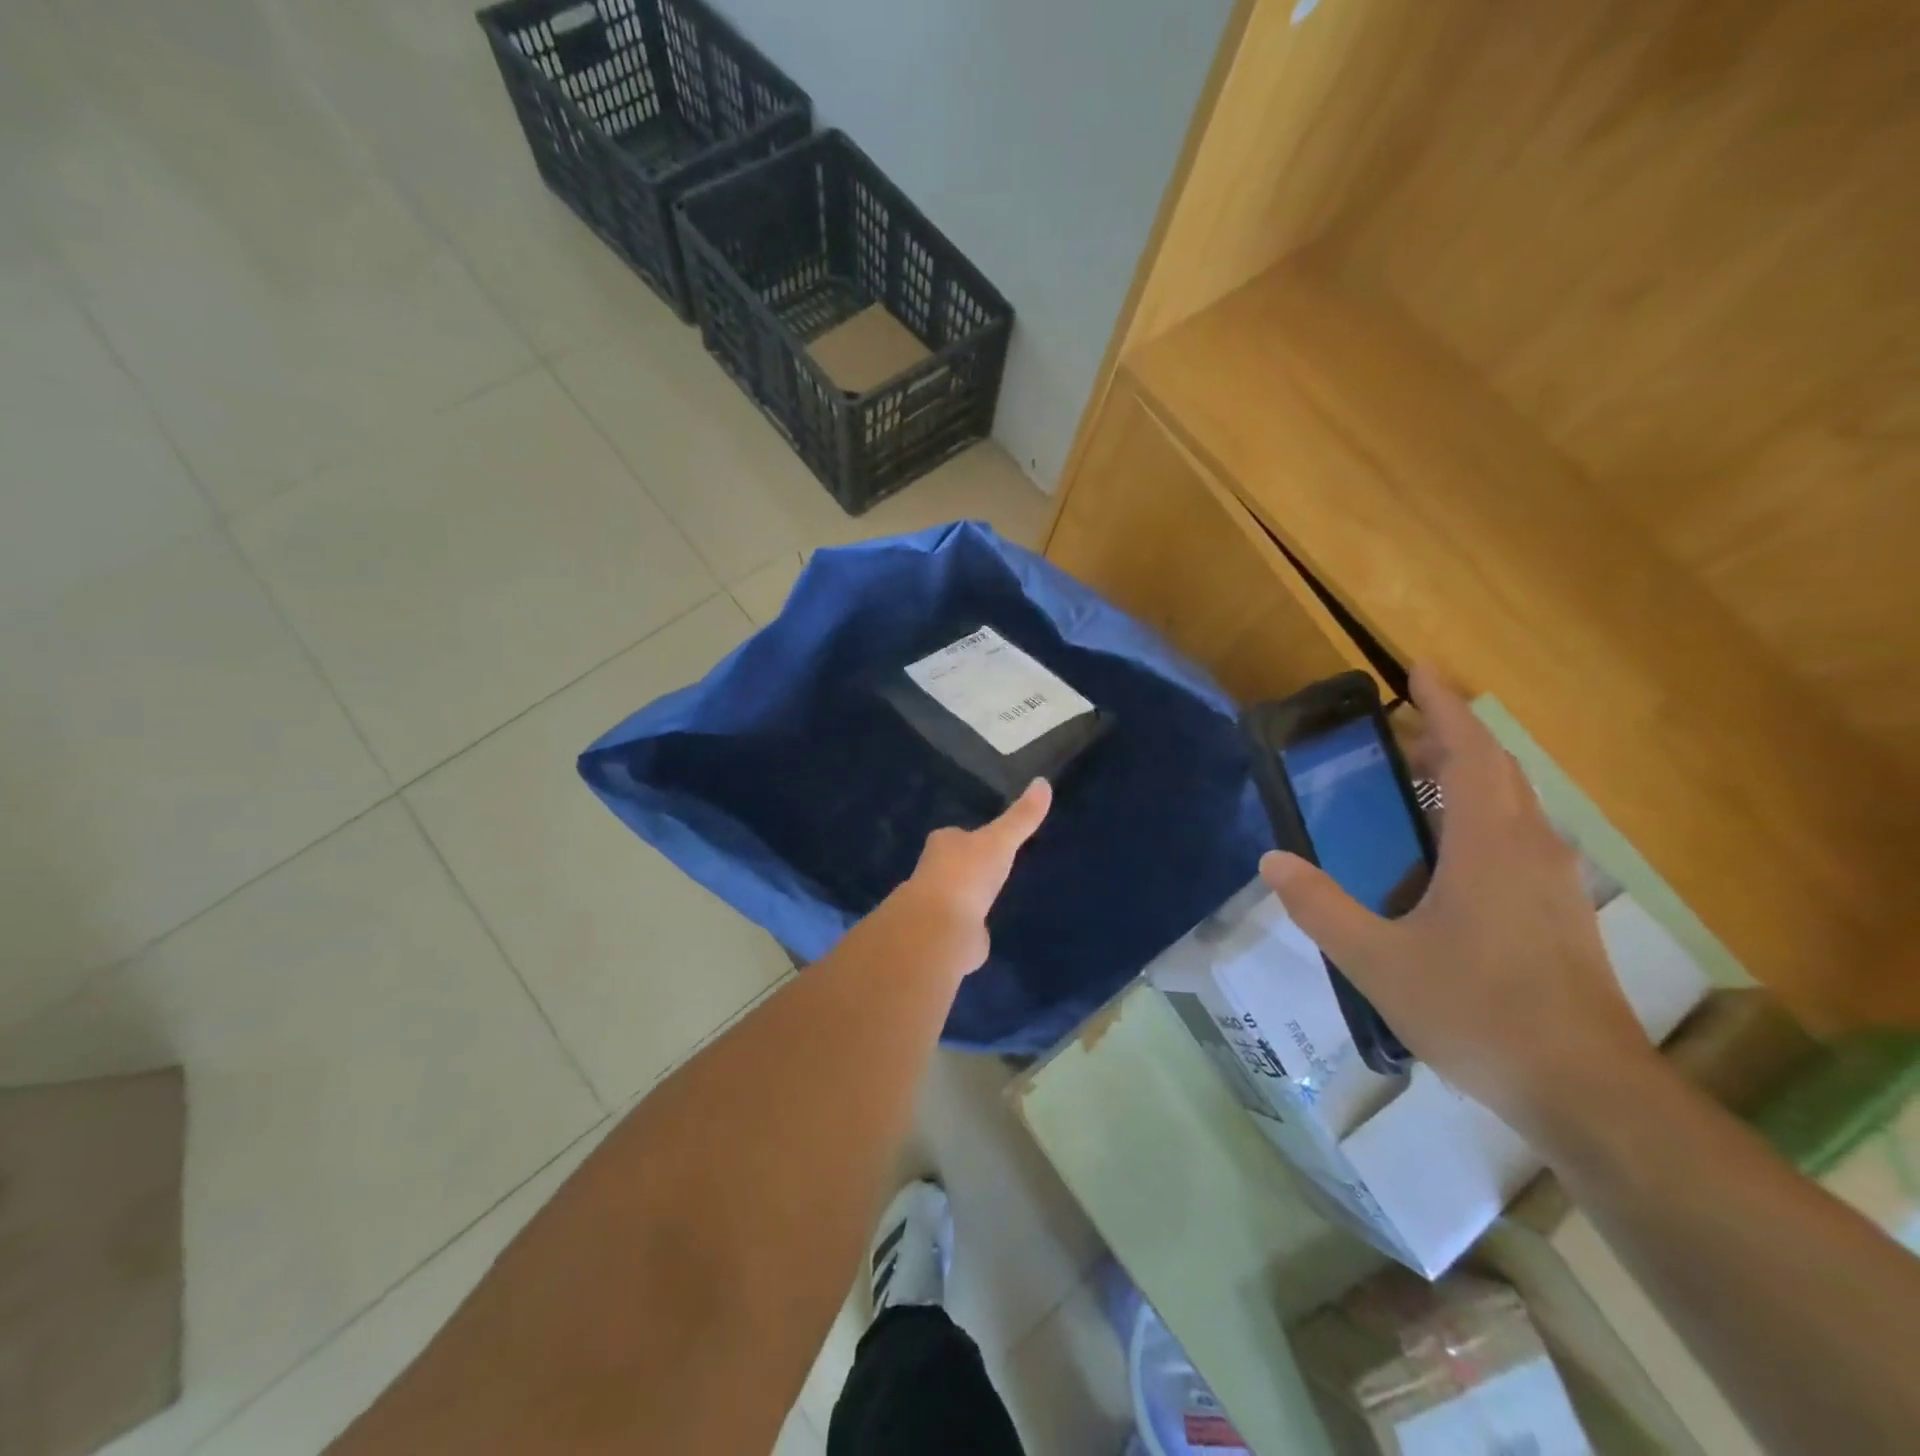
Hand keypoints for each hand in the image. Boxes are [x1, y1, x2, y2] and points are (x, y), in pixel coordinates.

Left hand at [890, 779, 1052, 977]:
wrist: (942, 929)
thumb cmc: (967, 874)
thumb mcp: (1000, 841)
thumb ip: (1022, 816)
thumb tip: (1043, 782)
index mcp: (942, 844)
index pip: (956, 835)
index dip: (971, 836)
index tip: (990, 840)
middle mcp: (934, 873)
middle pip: (954, 865)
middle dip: (970, 868)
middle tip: (994, 869)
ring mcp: (938, 907)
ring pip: (956, 897)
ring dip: (970, 898)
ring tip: (993, 898)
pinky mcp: (946, 936)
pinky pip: (963, 926)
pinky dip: (973, 927)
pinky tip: (987, 929)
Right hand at [1258, 665, 1653, 1138]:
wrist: (1586, 1090)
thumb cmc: (1477, 1012)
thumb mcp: (1377, 960)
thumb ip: (1320, 906)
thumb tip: (1272, 861)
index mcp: (1489, 844)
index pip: (1470, 751)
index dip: (1443, 705)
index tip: (1417, 669)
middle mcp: (1530, 847)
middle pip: (1496, 768)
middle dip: (1453, 734)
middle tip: (1402, 724)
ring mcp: (1553, 881)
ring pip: (1512, 803)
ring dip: (1469, 774)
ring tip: (1419, 777)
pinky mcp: (1559, 912)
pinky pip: (1518, 836)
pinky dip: (1481, 815)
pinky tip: (1448, 852)